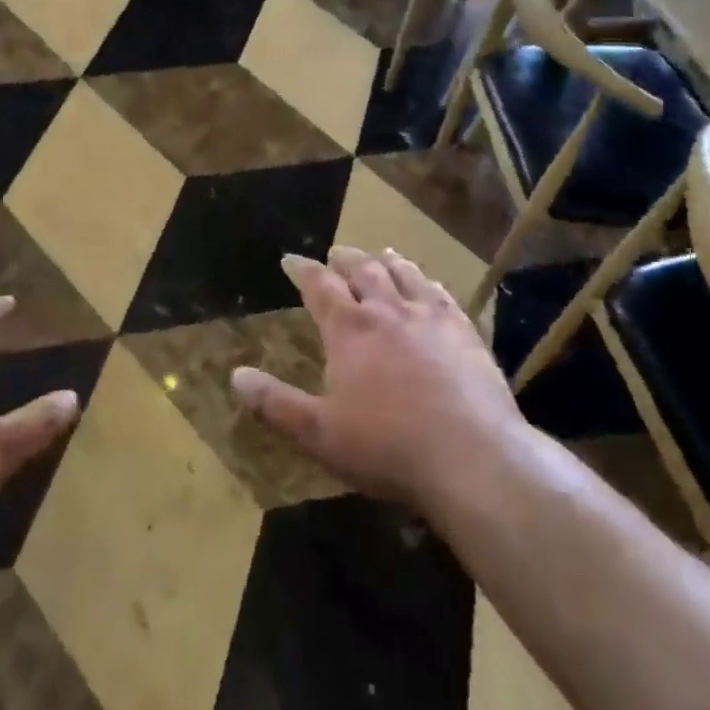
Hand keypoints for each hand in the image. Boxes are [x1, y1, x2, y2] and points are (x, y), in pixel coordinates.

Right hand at [231, 248, 523, 515]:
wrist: (472, 456)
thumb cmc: (388, 446)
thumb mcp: (320, 432)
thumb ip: (276, 403)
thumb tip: (236, 375)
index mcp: (350, 330)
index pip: (319, 286)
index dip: (302, 270)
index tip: (290, 259)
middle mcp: (388, 311)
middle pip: (363, 270)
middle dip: (345, 259)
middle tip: (335, 253)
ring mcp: (430, 318)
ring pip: (404, 275)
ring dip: (387, 261)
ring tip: (380, 253)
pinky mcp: (465, 332)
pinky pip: (442, 295)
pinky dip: (428, 282)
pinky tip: (430, 285)